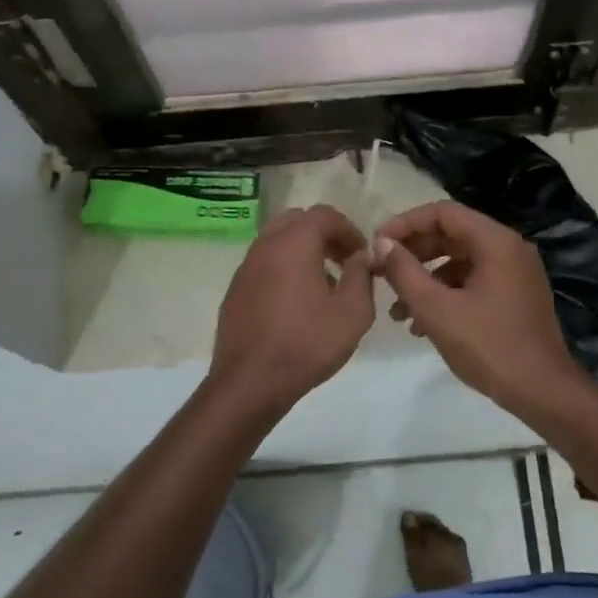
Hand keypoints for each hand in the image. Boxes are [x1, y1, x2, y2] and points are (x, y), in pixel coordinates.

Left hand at [207, 205, 374, 415]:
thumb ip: (361, 275)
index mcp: (294, 243)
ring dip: (302, 251)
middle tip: (342, 261)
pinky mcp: (235, 290)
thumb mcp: (353, 312)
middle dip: (323, 234)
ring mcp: (245, 267)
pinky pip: (264, 265)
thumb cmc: (307, 343)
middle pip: (297, 221)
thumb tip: (360, 257)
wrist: (250, 382)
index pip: (325, 215)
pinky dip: (284, 268)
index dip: (349, 229)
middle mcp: (265, 245)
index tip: (362, 254)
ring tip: (323, 283)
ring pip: (277, 241)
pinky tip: (297, 302)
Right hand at [372, 200, 585, 414]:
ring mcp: (515, 273)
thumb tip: (382, 242)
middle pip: (452, 235)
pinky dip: (446, 294)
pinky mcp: (515, 296)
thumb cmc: (489, 346)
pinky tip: (421, 325)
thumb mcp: (437, 309)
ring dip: (426, 279)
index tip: (378, 244)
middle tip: (382, 273)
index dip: (406, 224)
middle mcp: (509, 248)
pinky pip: (473, 282)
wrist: (543, 392)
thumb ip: (404, 271)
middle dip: (413, 253)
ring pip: (460, 262)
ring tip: (396, 310)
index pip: (443, 213)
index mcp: (496, 242)